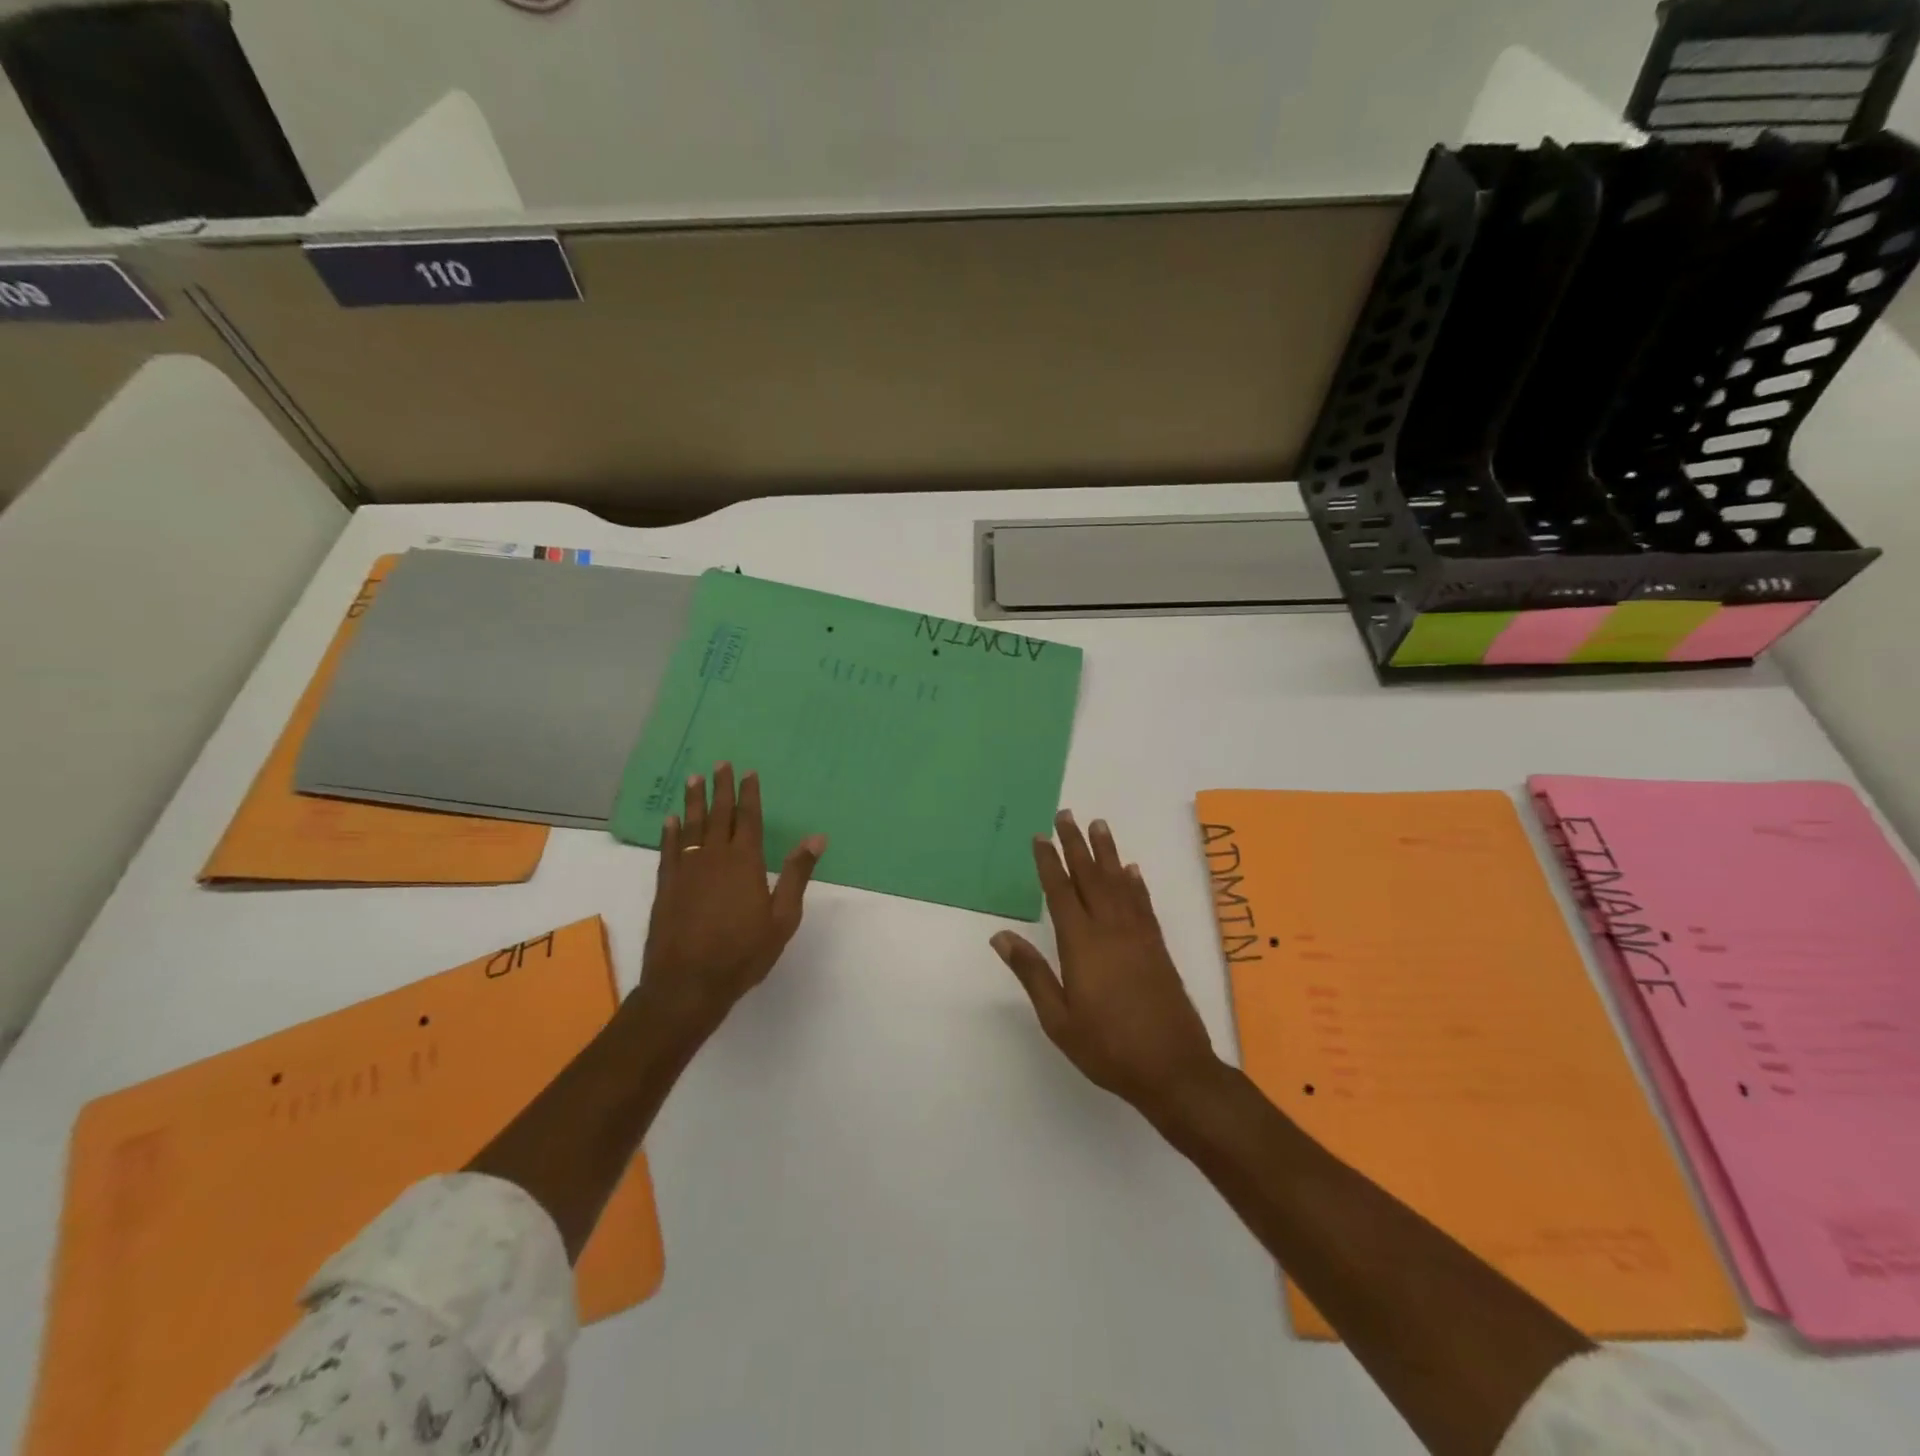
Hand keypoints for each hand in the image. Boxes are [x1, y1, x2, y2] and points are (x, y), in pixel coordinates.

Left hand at [636, 763, 825, 1042]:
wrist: (687, 984)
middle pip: (718, 814)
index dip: (749, 794)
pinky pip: (668, 849)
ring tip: (693, 779)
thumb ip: (797, 874)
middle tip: (719, 764)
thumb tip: (817, 838)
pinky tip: (670, 820)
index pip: (748, 818)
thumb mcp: (782, 918)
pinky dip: (670, 832)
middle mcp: (714, 857)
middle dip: (720, 788)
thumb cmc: (742, 953)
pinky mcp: (666, 886)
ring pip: (691, 826)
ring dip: (693, 801)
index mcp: (745, 862)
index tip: (748, 772)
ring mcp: (686, 870)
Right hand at [991, 811, 1221, 1118]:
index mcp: (1082, 944)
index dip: (1049, 862)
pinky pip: (1143, 903)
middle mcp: (1111, 929)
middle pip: (1090, 876)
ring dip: (1107, 852)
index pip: (1061, 892)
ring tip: (1099, 825)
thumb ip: (1031, 973)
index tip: (1040, 836)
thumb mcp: (1058, 1019)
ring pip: (1119, 882)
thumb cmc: (1107, 1047)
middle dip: (1076, 844)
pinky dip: (1135, 883)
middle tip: (1066, 814)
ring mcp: (1138, 935)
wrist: (1173, 1068)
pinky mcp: (1157, 946)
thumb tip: (1001, 936)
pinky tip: (1131, 870)